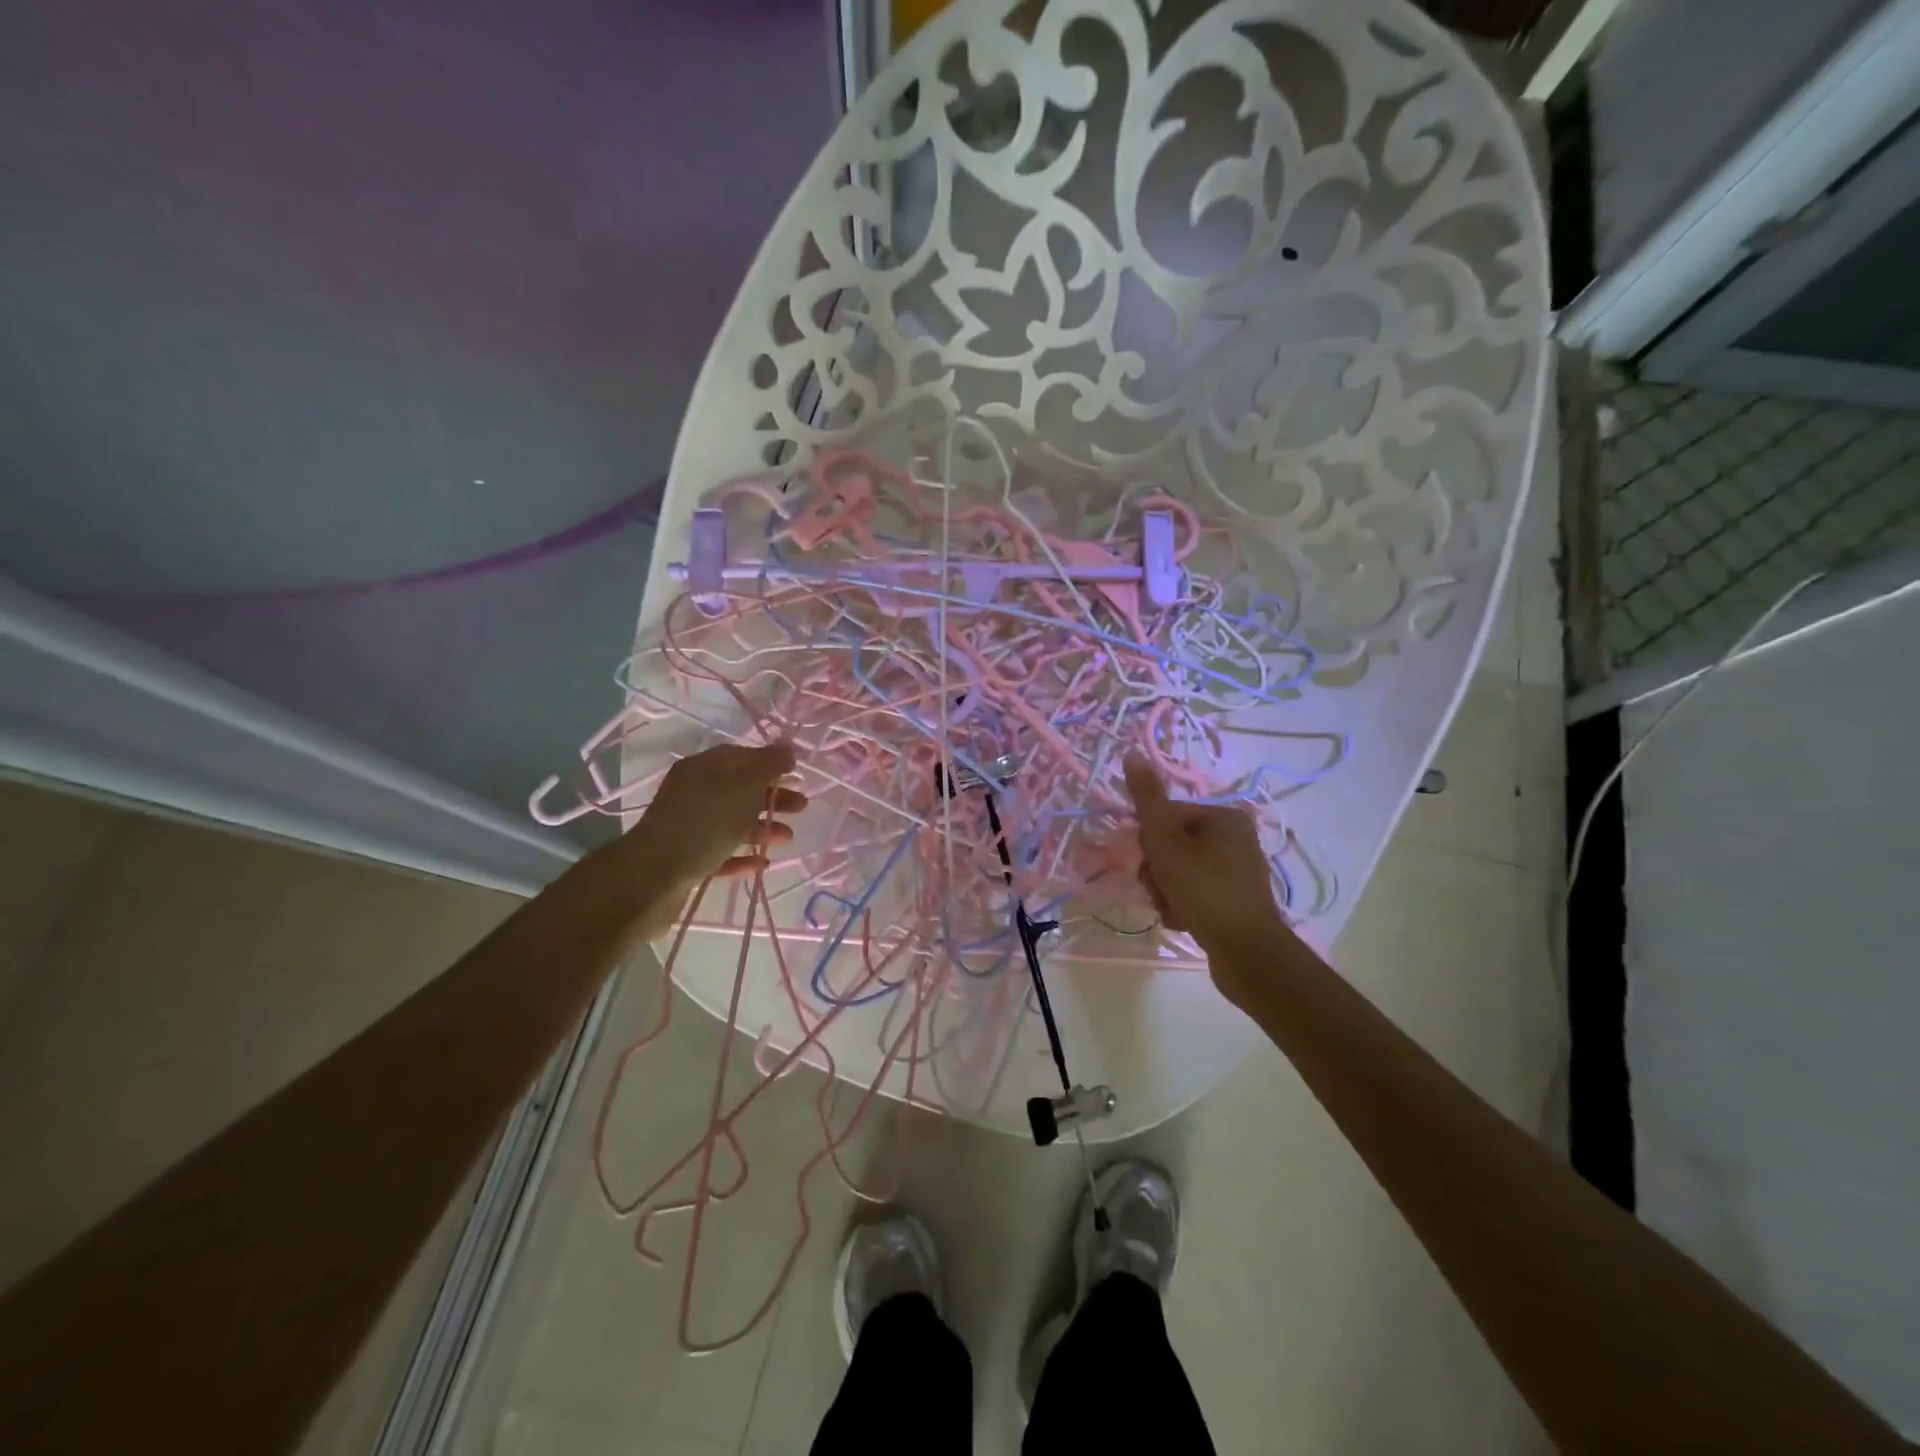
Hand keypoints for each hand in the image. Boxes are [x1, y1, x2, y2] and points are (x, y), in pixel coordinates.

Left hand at [625, 741, 806, 887]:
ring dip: (763, 827)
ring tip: (788, 837)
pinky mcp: (688, 859)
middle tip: (801, 806)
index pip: (741, 756)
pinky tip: (763, 862)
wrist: (655, 876)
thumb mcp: (745, 784)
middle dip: (773, 796)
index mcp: (703, 767)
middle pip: (740, 789)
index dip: (771, 762)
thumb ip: (769, 764)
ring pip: (733, 821)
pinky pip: (722, 852)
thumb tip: (787, 747)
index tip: (797, 773)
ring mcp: (689, 826)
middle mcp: (693, 792)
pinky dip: (744, 855)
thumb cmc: (706, 821)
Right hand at [1124, 754, 1289, 1005]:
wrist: (1246, 951)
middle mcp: (1236, 838)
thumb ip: (1147, 799)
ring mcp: (1238, 872)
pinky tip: (1183, 921)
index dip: (1149, 840)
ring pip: (1179, 872)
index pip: (1167, 816)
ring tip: (1171, 909)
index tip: (1148, 861)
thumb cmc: (1203, 888)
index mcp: (1224, 816)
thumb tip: (1132, 753)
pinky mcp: (1236, 902)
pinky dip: (1182, 906)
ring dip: (1165, 891)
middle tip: (1158, 888)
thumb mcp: (1166, 840)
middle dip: (1156, 870)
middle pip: (1172, 845)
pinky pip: (1195, 894)